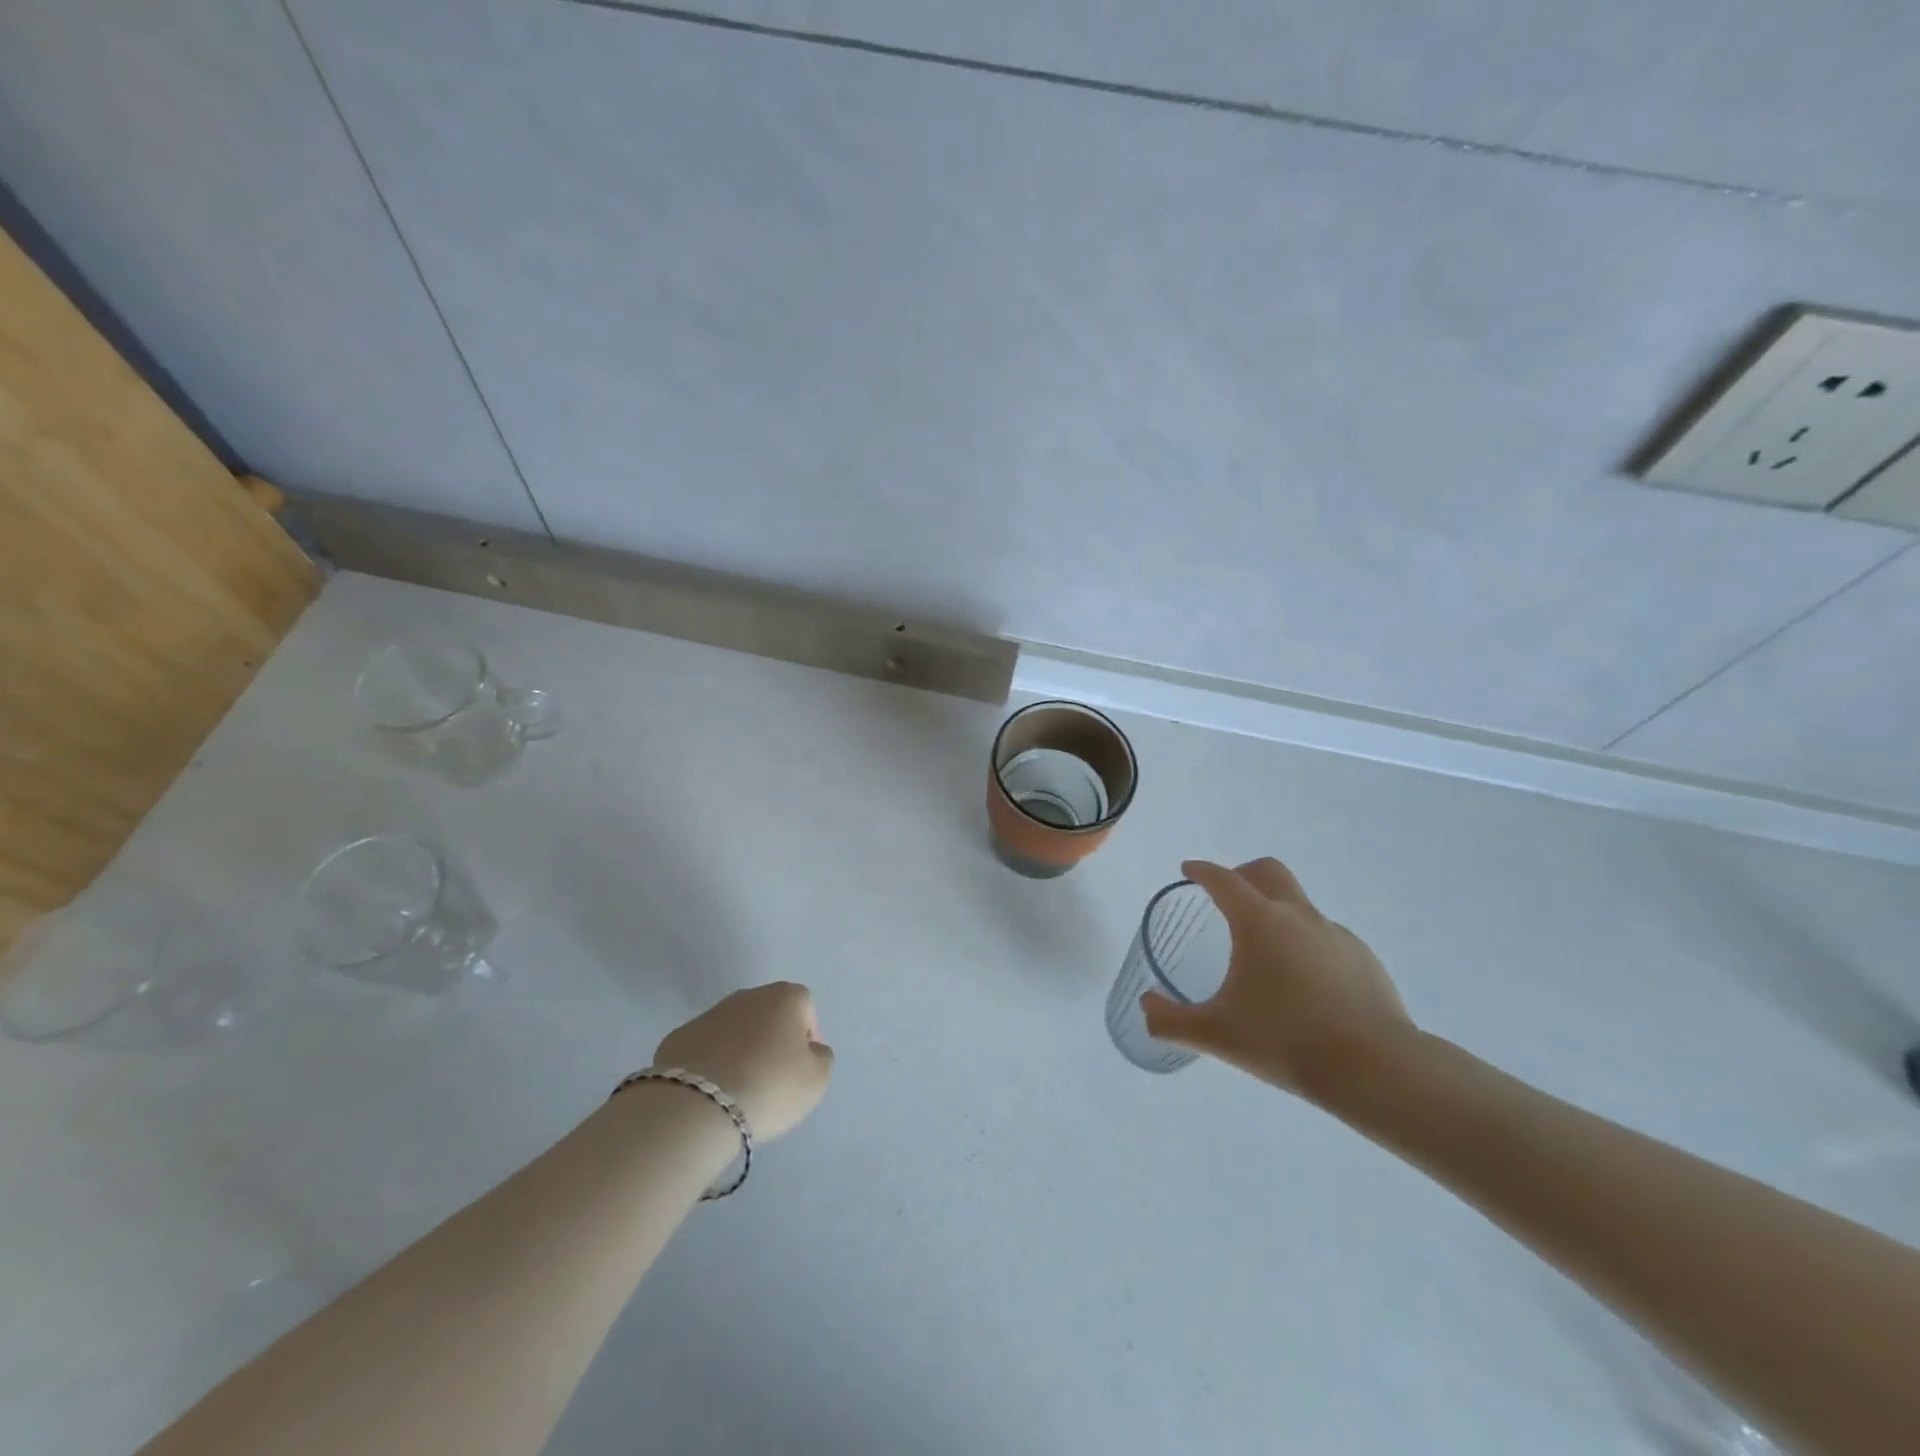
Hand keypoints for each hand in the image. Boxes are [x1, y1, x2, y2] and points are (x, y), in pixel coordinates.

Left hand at [653, 982, 833, 1140]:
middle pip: (768, 1014)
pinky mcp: (678, 1036)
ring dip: (740, 1050)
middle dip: (772, 1040)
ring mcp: (709, 1013)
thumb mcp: (816, 1080)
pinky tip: (711, 1091)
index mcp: (786, 997)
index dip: (806, 1037)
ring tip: (739, 1088)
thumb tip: (810, 1050)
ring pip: (734, 1029)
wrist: (697, 1104)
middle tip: (772, 1077)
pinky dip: (710, 1063)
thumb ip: (821, 1058)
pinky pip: (705, 1048)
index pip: (805, 1008)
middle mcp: (748, 995)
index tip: (800, 1068)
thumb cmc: (770, 1086)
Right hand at [1141, 858, 1415, 1103]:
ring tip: (1265, 959)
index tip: (1189, 871)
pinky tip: (1304, 988)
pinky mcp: (1364, 959)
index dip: (1202, 871)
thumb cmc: (1285, 1041)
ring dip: (1277, 915)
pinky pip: (1325, 939)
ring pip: (1299, 907)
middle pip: (1268, 871)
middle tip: (1226, 897)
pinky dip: (1306, 947)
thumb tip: (1146, 1005)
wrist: (1375, 1069)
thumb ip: (1170, 1020)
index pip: (1223, 879)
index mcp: (1258, 922)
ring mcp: (1335, 935)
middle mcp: (1298, 916)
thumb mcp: (1215, 1034)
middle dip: (1243, 874)